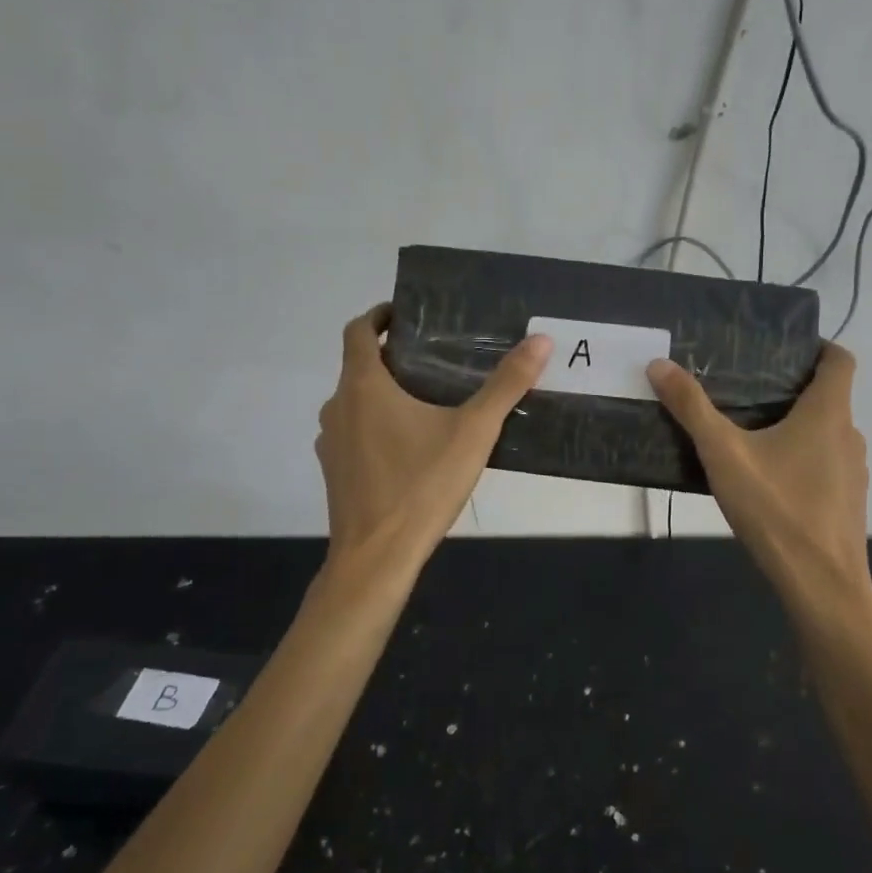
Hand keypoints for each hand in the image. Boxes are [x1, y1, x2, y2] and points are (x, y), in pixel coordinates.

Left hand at [316, 305, 551, 574]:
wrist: (376, 558)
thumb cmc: (421, 486)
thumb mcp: (473, 432)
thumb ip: (506, 385)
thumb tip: (541, 341)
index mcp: (363, 386)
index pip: (358, 330)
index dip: (379, 315)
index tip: (406, 314)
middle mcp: (338, 407)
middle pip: (359, 366)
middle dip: (392, 358)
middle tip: (435, 359)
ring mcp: (330, 442)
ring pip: (355, 402)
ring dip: (383, 394)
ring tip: (427, 400)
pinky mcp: (334, 472)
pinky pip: (354, 433)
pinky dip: (376, 426)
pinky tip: (411, 447)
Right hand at [648, 344, 871, 617]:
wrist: (821, 586)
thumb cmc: (776, 508)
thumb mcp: (724, 454)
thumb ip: (692, 408)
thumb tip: (659, 364)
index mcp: (828, 412)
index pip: (840, 359)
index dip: (817, 347)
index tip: (782, 350)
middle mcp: (849, 435)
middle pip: (829, 396)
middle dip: (791, 388)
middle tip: (745, 389)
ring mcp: (853, 472)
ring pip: (826, 433)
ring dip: (796, 426)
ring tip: (750, 433)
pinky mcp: (847, 502)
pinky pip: (825, 464)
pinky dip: (802, 459)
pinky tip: (767, 480)